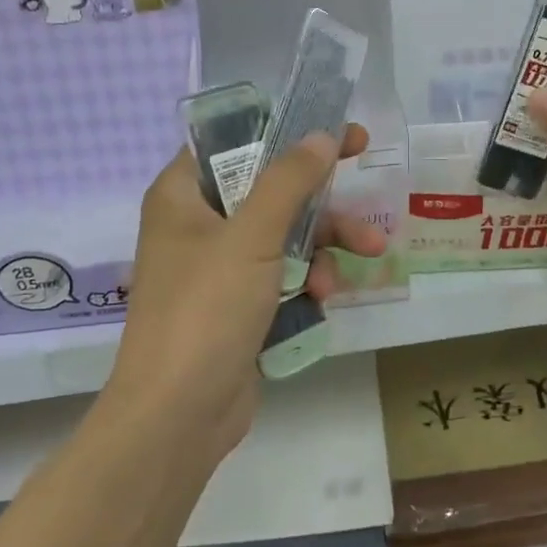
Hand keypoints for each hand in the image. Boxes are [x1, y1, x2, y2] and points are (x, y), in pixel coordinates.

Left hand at [105, 127, 386, 463]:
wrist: (179, 413)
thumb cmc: (206, 309)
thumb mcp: (251, 236)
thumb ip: (289, 181)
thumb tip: (322, 136)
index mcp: (182, 196)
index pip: (233, 143)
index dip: (285, 132)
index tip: (335, 133)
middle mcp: (197, 226)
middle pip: (269, 191)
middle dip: (322, 201)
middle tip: (368, 188)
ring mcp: (218, 270)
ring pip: (284, 237)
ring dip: (324, 245)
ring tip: (366, 256)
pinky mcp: (238, 307)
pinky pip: (282, 276)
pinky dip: (307, 280)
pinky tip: (324, 297)